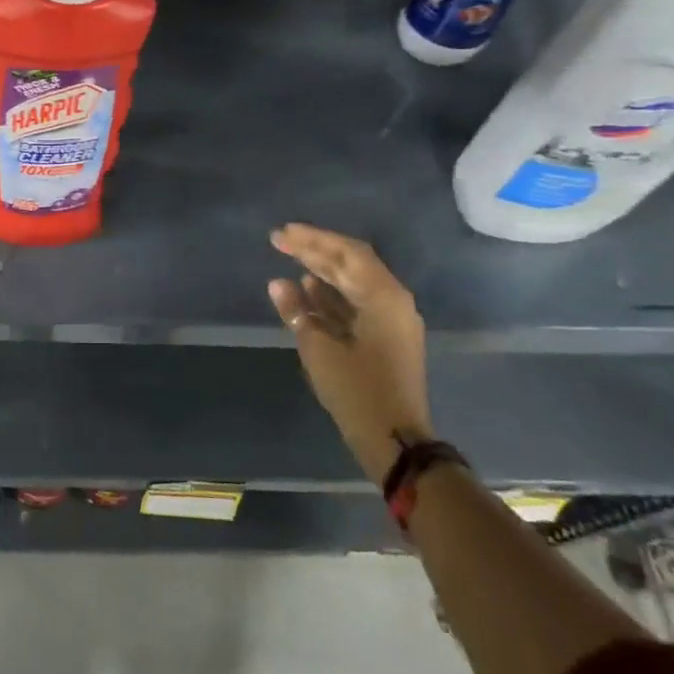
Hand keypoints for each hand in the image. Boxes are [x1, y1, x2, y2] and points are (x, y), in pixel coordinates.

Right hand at [268, 224, 429, 482]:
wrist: (394, 441)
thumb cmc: (357, 391)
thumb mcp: (320, 349)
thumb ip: (298, 312)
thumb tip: (278, 284)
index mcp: (384, 297)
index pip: (346, 253)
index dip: (313, 239)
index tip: (283, 233)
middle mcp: (392, 301)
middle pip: (351, 264)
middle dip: (315, 251)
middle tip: (280, 241)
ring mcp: (390, 321)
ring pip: (353, 284)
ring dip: (322, 271)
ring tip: (289, 259)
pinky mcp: (384, 339)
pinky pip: (355, 304)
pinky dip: (330, 295)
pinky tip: (306, 290)